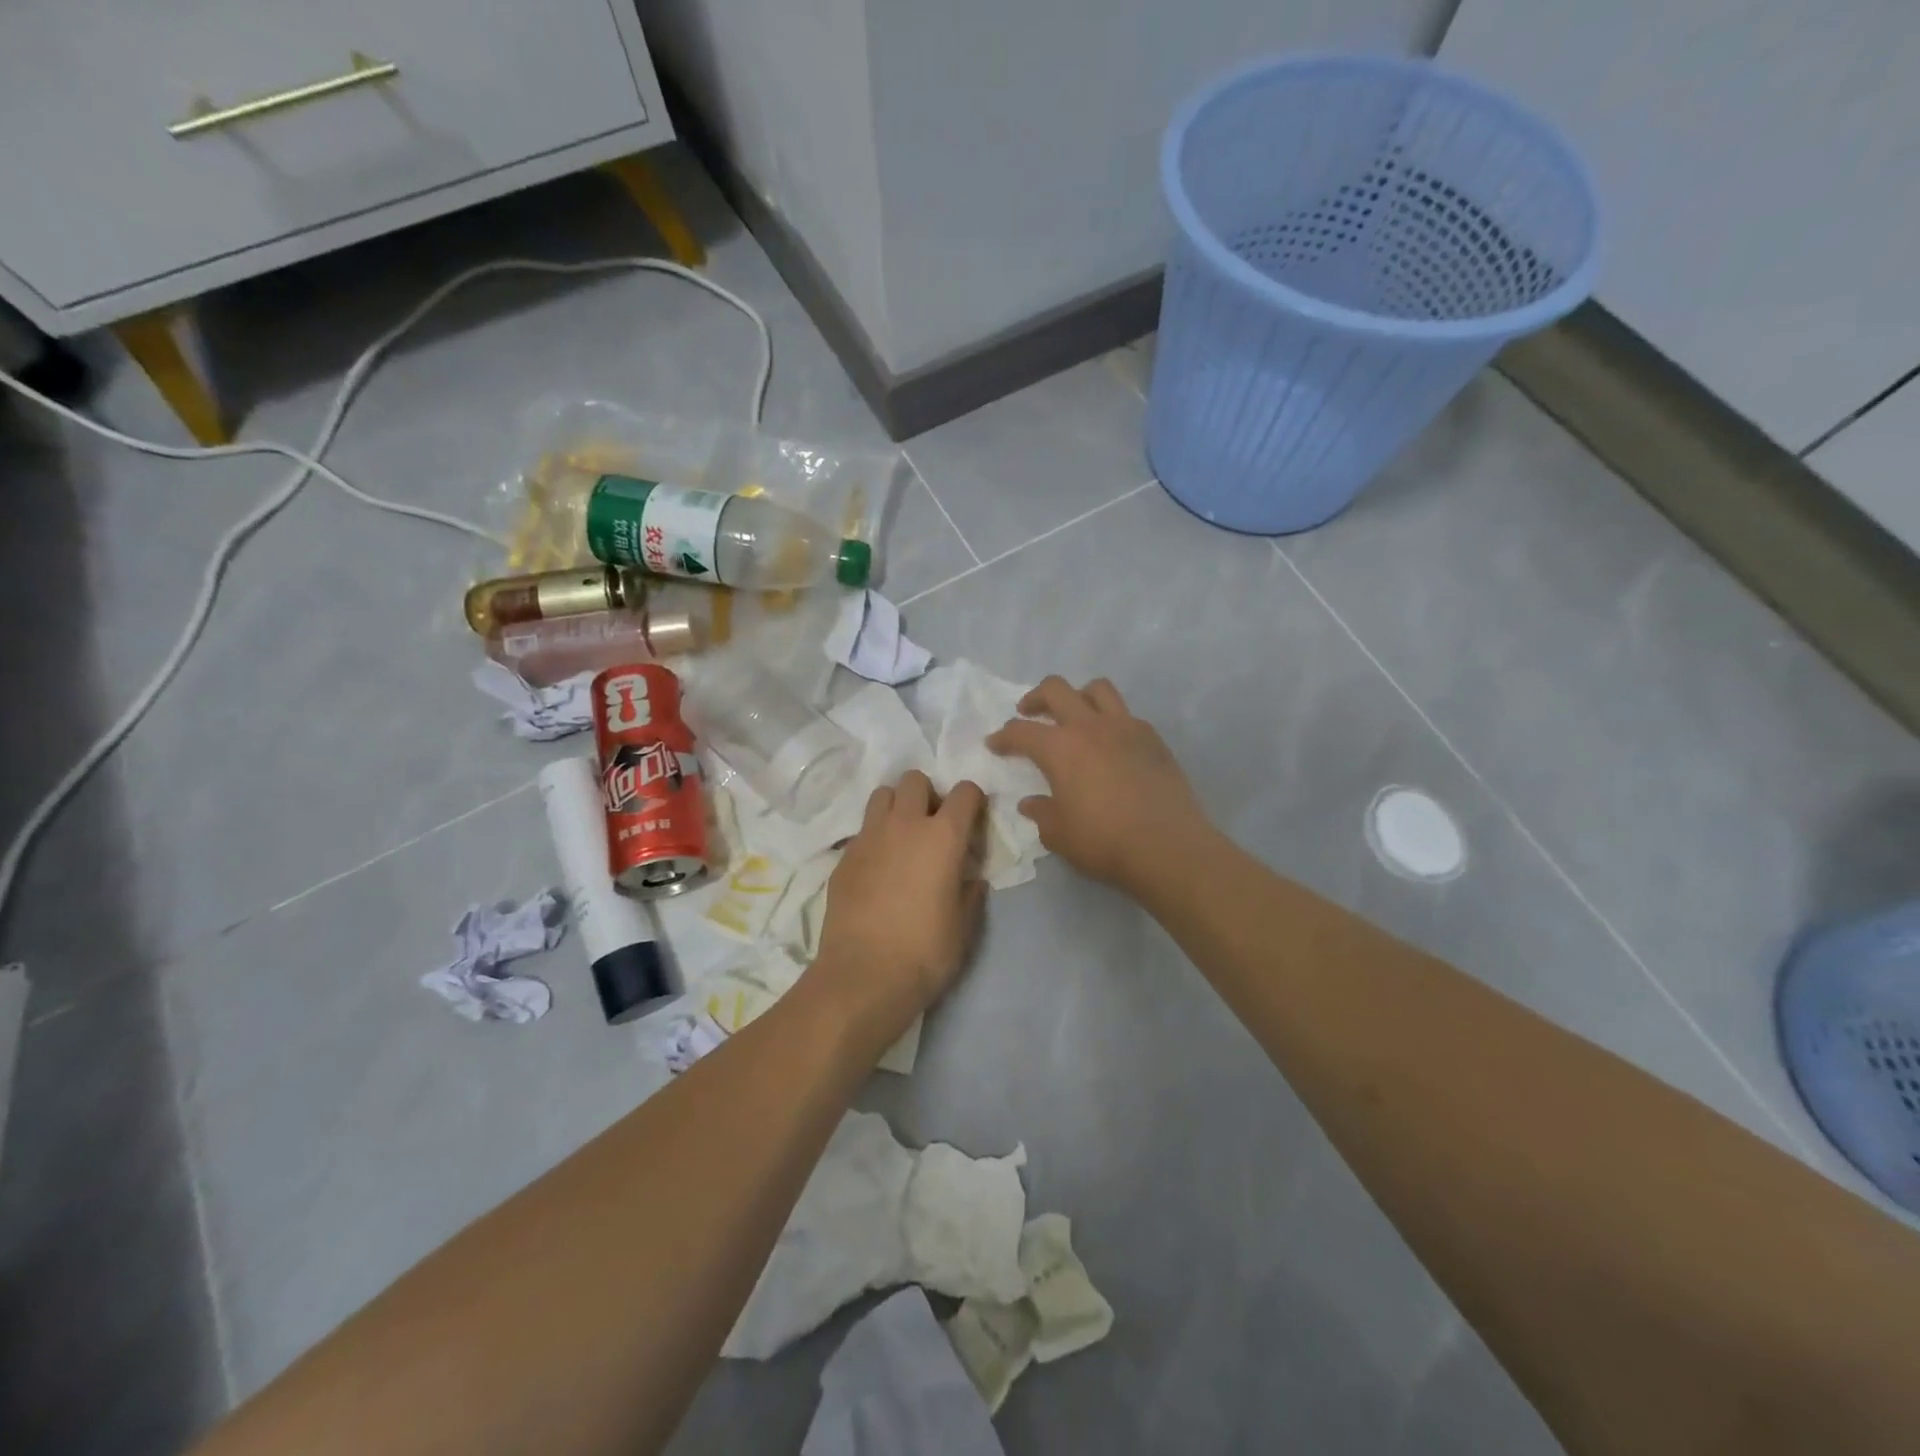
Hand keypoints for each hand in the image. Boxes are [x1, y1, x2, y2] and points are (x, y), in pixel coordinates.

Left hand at [809, 770, 987, 1052]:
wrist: (863, 976)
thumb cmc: (925, 952)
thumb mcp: (964, 926)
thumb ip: (970, 892)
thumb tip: (970, 879)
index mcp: (943, 836)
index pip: (964, 793)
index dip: (973, 800)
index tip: (973, 820)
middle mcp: (904, 824)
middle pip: (915, 780)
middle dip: (928, 794)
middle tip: (932, 826)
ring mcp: (868, 837)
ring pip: (882, 795)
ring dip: (896, 807)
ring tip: (902, 838)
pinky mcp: (843, 856)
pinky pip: (862, 830)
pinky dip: (874, 838)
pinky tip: (878, 869)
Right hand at [986, 675, 1206, 892]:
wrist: (1168, 846)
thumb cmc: (1104, 841)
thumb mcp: (1059, 834)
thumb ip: (1041, 813)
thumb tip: (1031, 803)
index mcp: (1060, 748)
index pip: (1021, 731)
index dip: (1003, 736)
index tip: (994, 744)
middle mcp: (1090, 727)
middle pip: (1056, 689)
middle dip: (1036, 697)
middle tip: (1028, 713)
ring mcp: (1125, 727)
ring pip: (1097, 689)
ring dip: (1078, 696)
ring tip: (1073, 715)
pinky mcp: (1153, 739)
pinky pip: (1126, 715)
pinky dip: (1111, 720)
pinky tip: (1110, 743)